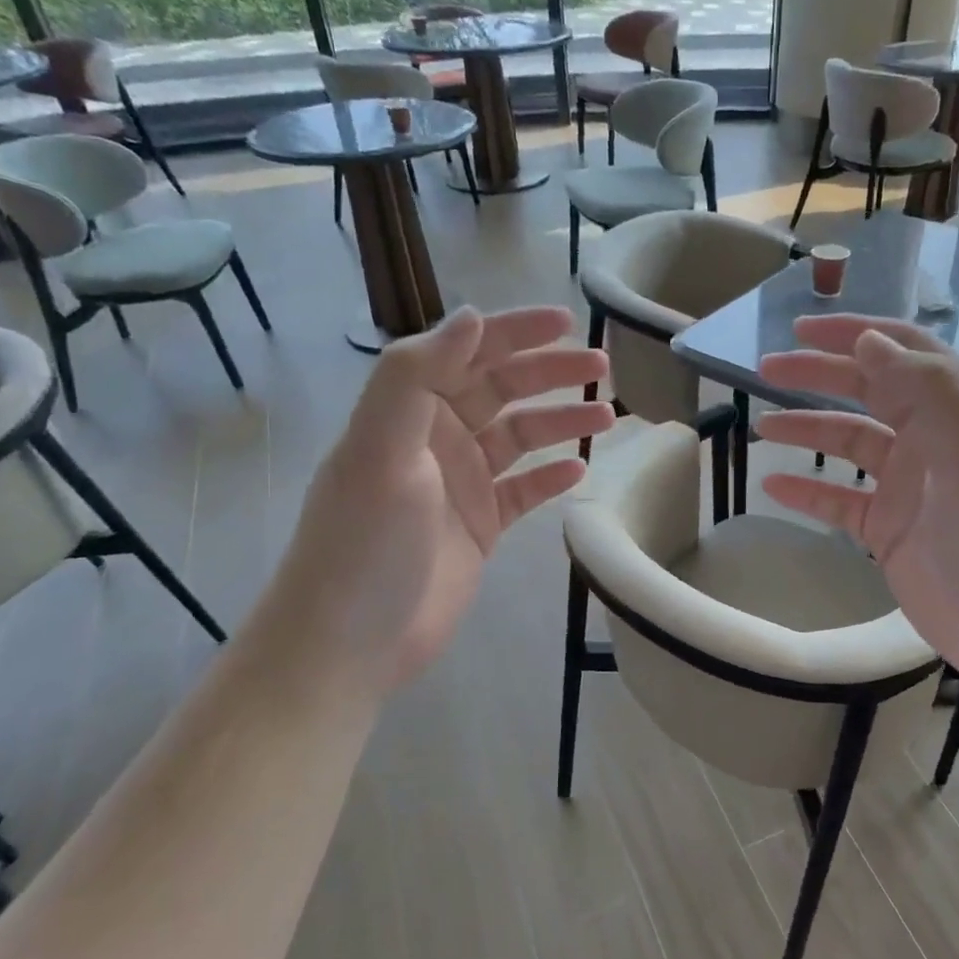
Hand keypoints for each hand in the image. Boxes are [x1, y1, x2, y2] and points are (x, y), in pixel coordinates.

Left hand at [265, 306, 611, 692]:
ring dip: (561, 422)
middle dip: (552, 374)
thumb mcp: (379, 449)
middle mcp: (437, 439)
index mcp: (409, 412)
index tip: (567, 322)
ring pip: (520, 438)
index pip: (468, 354)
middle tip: (602, 368)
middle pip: (503, 391)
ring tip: (608, 416)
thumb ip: (415, 376)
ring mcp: (462, 484)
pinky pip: (524, 491)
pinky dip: (551, 477)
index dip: (515, 333)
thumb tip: (471, 317)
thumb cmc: (363, 541)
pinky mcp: (481, 526)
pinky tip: (580, 469)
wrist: (351, 641)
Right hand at [757, 315, 958, 689]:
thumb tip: (868, 340)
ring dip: (808, 429)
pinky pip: (840, 501)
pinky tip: (773, 484)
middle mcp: (935, 440)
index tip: (803, 327)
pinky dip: (808, 490)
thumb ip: (924, 389)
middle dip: (820, 374)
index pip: (905, 352)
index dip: (855, 333)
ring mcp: (911, 488)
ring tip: (763, 425)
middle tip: (767, 368)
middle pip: (870, 391)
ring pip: (850, 444)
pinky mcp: (891, 533)